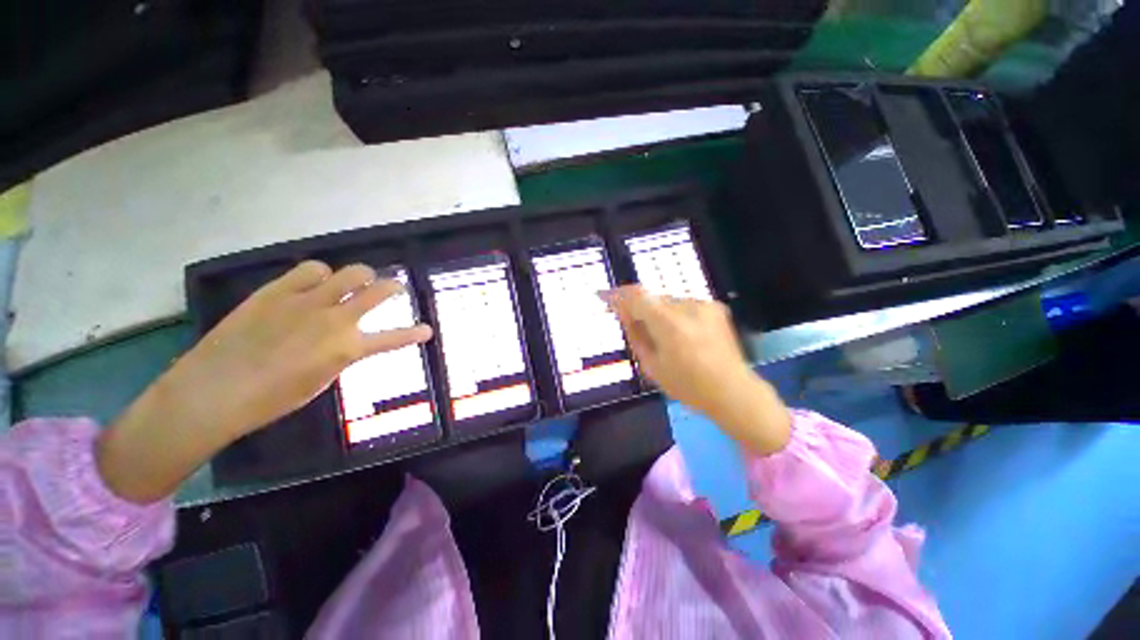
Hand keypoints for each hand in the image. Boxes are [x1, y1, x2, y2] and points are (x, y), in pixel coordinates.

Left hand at [166, 261, 431, 436]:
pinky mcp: (278, 290)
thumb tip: (346, 341)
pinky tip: (315, 281)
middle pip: (377, 291)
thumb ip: (340, 355)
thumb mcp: (319, 382)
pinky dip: (320, 273)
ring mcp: (307, 300)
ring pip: (350, 272)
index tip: (427, 330)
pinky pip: (310, 269)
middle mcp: (335, 319)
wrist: (213, 390)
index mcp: (347, 348)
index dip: (414, 334)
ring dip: (359, 276)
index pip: (393, 338)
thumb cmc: (270, 399)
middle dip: (393, 287)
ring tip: (354, 281)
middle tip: (396, 288)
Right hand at [604, 286, 789, 455]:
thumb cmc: (687, 386)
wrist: (733, 391)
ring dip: (657, 313)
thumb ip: (635, 334)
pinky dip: (674, 315)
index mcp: (670, 324)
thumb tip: (623, 313)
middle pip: (652, 298)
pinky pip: (683, 305)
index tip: (603, 296)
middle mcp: (688, 307)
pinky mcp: (715, 307)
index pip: (637, 296)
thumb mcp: (651, 365)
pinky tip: (680, 335)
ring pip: (667, 302)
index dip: (617, 294)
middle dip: (638, 308)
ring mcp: (704, 305)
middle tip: (631, 325)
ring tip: (661, 337)